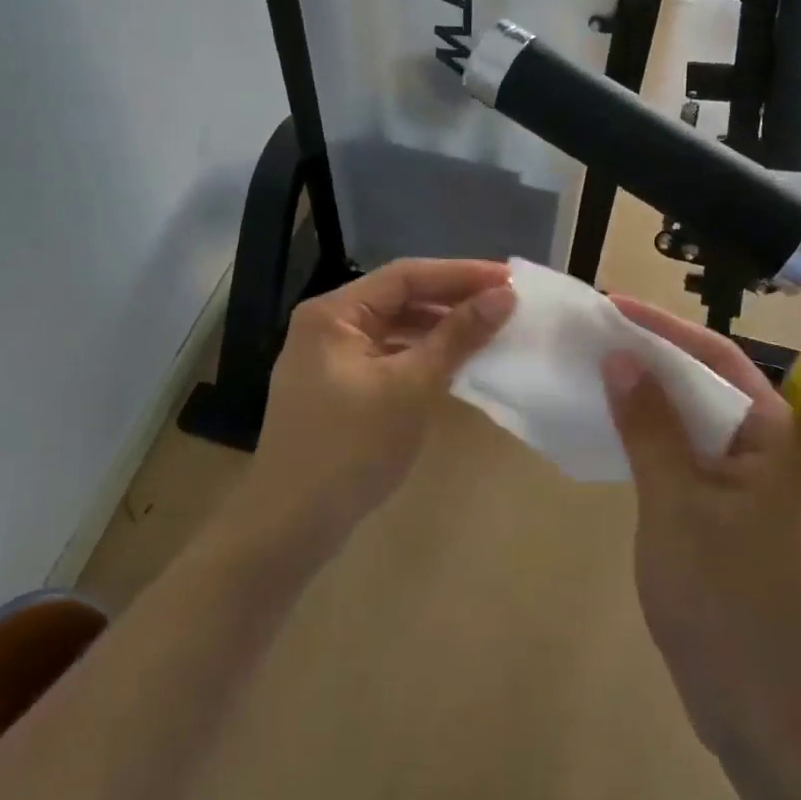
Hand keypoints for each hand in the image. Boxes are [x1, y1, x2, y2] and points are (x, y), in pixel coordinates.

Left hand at [228, 259, 514, 555]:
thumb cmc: (351, 448)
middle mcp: (326, 325)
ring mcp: (328, 359)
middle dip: (451, 299)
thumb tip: (503, 296)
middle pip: (398, 298)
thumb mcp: (411, 387)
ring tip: (488, 329)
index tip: (509, 279)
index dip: (461, 273)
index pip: (406, 276)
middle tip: (505, 303)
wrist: (290, 525)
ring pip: (393, 328)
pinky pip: (386, 356)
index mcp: (334, 312)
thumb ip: (457, 336)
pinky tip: (453, 363)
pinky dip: (420, 355)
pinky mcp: (336, 388)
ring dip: (438, 328)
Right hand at [601, 297, 800, 770]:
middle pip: (712, 385)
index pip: (718, 359)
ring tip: (603, 371)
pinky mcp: (744, 516)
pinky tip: (623, 431)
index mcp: (781, 439)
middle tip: (599, 334)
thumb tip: (622, 357)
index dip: (663, 328)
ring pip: (703, 422)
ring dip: (656, 398)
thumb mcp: (675, 504)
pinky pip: (699, 457)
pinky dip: (662, 439)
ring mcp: (765, 487)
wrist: (766, 714)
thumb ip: (650, 426)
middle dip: (657, 357)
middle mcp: (781, 452)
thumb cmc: (723, 601)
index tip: (611, 305)